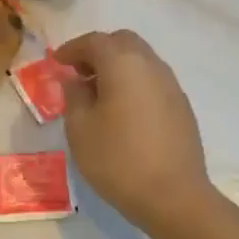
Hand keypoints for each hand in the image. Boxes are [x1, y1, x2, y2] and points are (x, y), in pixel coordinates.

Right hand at [56, 29, 215, 232]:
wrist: (174, 197)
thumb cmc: (118, 159)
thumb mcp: (80, 128)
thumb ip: (74, 96)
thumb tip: (75, 81)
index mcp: (123, 64)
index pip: (94, 41)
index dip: (72, 48)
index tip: (57, 62)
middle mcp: (151, 65)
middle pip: (122, 42)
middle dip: (98, 51)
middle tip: (78, 73)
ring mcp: (171, 85)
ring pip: (140, 60)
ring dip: (117, 66)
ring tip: (98, 93)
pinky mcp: (182, 107)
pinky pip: (152, 80)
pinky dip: (133, 82)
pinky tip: (122, 111)